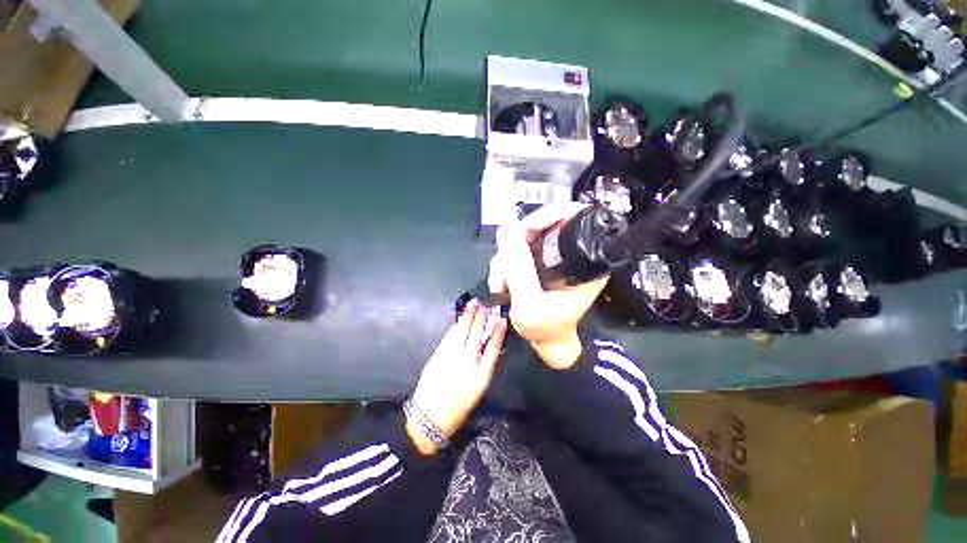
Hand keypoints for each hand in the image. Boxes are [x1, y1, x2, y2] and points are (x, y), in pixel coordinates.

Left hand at [408, 299, 506, 454]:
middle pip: (475, 337)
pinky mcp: (436, 357)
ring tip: (473, 305)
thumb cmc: (456, 411)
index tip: (501, 320)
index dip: (497, 334)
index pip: (493, 349)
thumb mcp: (476, 393)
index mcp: (481, 377)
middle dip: (480, 319)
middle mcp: (467, 365)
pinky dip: (454, 329)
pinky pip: (448, 338)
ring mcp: (450, 359)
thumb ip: (481, 372)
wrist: (430, 418)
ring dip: (467, 318)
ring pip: (461, 334)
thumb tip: (483, 353)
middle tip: (485, 303)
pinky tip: (458, 322)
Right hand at [488, 203, 608, 368]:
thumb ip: (519, 269)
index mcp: (588, 259)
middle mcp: (576, 250)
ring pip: (528, 234)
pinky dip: (508, 260)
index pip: (574, 214)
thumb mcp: (529, 305)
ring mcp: (557, 253)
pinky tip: (503, 280)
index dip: (548, 215)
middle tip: (507, 264)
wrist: (547, 342)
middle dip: (520, 240)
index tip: (526, 231)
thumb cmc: (547, 329)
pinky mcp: (544, 258)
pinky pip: (521, 246)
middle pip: (546, 221)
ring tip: (502, 281)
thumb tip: (507, 230)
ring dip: (508, 254)